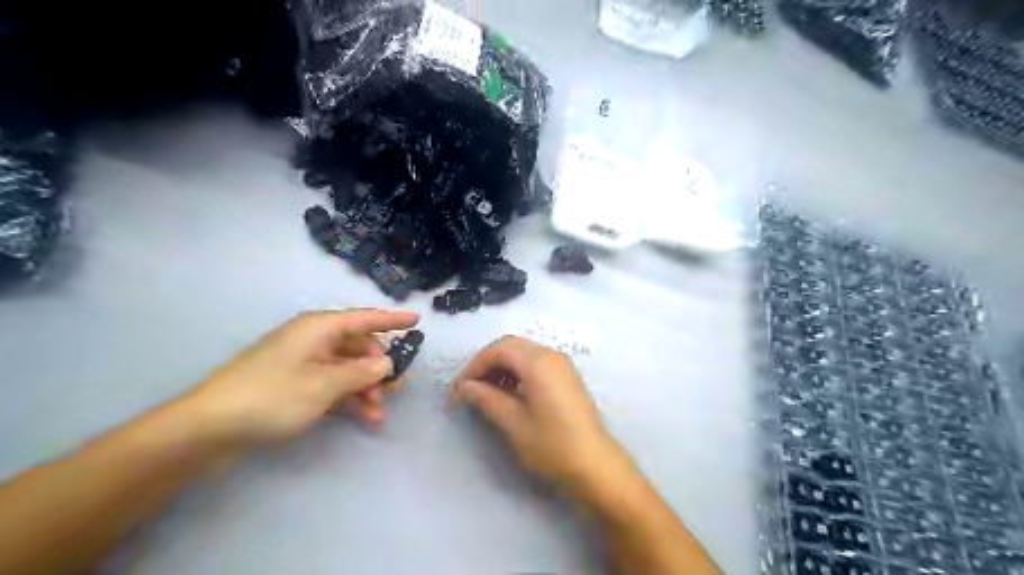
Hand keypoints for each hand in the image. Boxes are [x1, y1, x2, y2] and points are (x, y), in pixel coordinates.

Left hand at [177, 309, 414, 446]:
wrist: (209, 428)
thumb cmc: (272, 396)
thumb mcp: (324, 385)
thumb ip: (361, 373)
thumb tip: (386, 364)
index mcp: (320, 328)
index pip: (366, 318)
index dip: (392, 320)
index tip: (417, 321)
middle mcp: (313, 339)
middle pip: (358, 346)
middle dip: (378, 367)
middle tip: (396, 389)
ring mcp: (302, 361)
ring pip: (346, 368)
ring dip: (365, 388)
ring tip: (377, 414)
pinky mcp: (293, 382)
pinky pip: (331, 383)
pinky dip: (347, 397)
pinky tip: (362, 417)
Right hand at [451, 336, 628, 494]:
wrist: (595, 465)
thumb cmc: (552, 444)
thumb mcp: (513, 422)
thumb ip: (486, 399)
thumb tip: (466, 387)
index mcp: (538, 362)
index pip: (497, 350)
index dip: (474, 367)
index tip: (459, 391)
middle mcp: (551, 355)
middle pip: (510, 346)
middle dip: (486, 364)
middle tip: (470, 389)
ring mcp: (562, 364)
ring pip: (523, 353)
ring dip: (501, 367)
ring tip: (486, 393)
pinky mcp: (567, 377)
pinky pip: (536, 363)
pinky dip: (518, 372)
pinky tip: (509, 394)